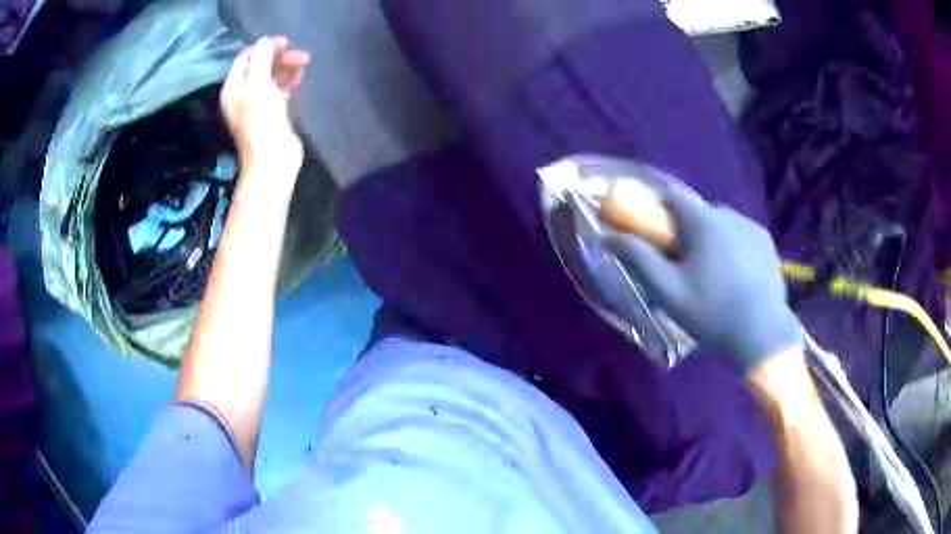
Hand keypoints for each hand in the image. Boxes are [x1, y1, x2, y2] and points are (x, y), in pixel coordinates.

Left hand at [221, 36, 309, 179]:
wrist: (272, 161)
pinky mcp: (272, 114)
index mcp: (233, 88)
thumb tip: (265, 41)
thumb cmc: (262, 122)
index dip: (264, 47)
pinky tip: (300, 80)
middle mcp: (243, 94)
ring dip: (287, 68)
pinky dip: (289, 82)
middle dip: (280, 57)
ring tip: (304, 65)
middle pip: (261, 66)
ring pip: (272, 77)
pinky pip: (280, 90)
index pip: (246, 57)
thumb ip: (261, 60)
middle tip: (301, 56)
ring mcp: (257, 105)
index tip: (286, 43)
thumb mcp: (259, 86)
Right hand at [608, 185, 801, 374]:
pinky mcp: (766, 240)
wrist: (763, 334)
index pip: (671, 197)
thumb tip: (609, 235)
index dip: (658, 212)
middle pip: (697, 213)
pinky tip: (735, 275)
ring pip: (719, 223)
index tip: (656, 237)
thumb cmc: (712, 313)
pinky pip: (740, 233)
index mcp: (703, 221)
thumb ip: (640, 258)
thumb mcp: (669, 292)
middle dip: (685, 232)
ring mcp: (751, 225)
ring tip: (713, 275)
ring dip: (710, 239)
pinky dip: (732, 245)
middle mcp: (728, 213)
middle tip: (684, 267)